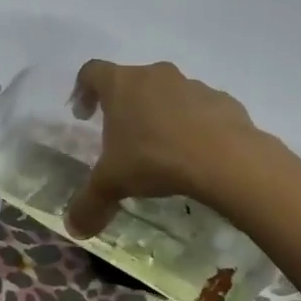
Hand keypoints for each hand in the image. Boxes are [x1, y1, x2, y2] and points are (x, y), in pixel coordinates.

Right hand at [64, 60, 262, 237]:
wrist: (226, 159)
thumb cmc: (154, 159)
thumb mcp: (112, 185)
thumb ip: (89, 203)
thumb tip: (73, 228)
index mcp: (121, 84)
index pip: (92, 72)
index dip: (83, 90)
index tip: (83, 115)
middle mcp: (154, 75)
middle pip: (132, 81)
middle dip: (125, 106)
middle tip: (122, 137)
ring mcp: (192, 85)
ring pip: (168, 94)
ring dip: (161, 114)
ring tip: (162, 150)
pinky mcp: (224, 101)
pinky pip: (201, 109)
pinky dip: (194, 125)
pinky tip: (196, 154)